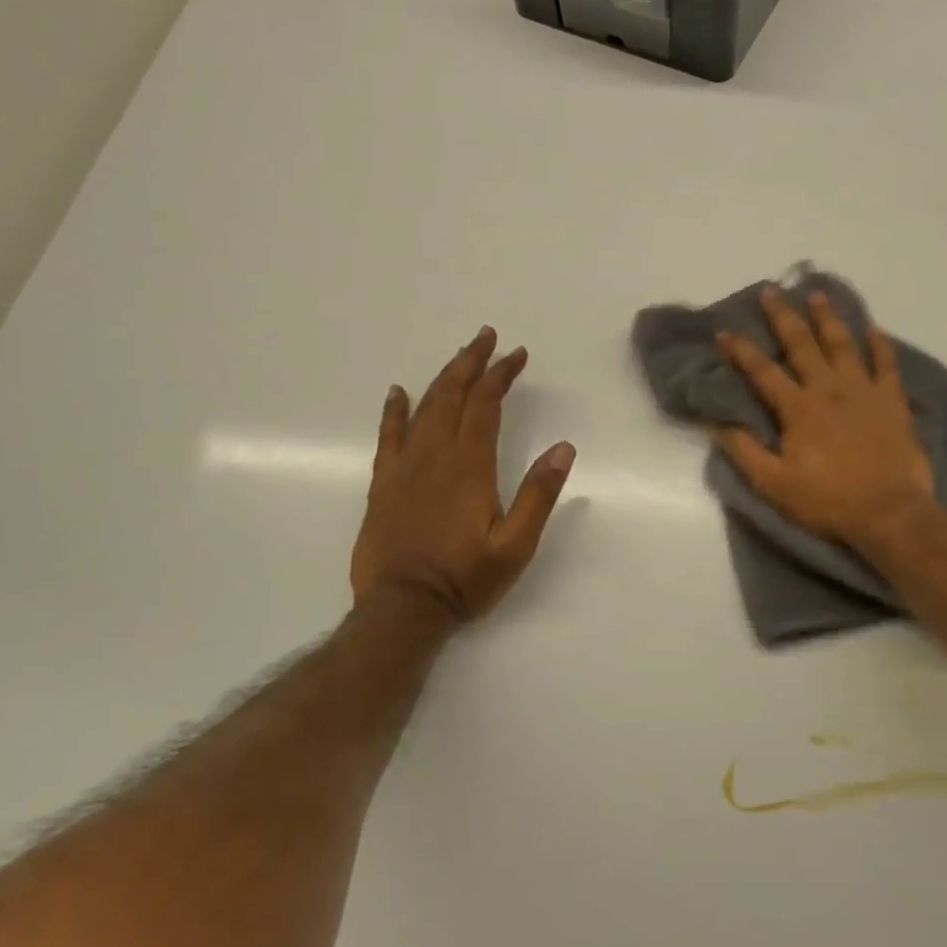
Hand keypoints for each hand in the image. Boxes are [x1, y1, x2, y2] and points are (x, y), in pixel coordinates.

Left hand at [350, 327, 575, 623]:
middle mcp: (435, 456)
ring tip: (460, 355)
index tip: (517, 355)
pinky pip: (388, 436)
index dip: (501, 375)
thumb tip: (563, 448)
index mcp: (470, 466)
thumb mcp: (516, 544)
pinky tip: (398, 392)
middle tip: (487, 337)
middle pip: (453, 395)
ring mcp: (405, 468)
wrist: (402, 609)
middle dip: (472, 363)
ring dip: (443, 377)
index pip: (486, 405)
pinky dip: (395, 410)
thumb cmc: (465, 578)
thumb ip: (539, 494)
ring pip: (423, 408)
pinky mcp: (384, 484)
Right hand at [716, 287, 935, 550]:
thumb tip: (716, 424)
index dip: (741, 351)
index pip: (762, 372)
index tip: (724, 331)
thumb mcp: (775, 485)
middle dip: (783, 316)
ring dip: (828, 318)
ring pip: (843, 344)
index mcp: (798, 409)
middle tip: (771, 290)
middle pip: (802, 344)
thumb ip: (745, 452)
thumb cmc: (828, 501)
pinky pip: (887, 364)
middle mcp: (829, 389)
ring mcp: (864, 391)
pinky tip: (875, 329)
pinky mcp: (893, 401)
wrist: (890, 513)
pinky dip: (881, 345)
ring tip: (818, 295)